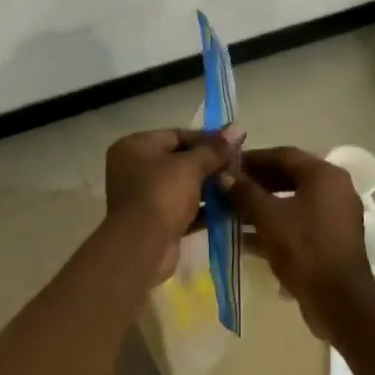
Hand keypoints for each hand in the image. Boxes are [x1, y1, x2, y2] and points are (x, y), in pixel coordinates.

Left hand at [104, 127, 242, 282]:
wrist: (142, 245)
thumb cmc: (162, 194)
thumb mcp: (190, 166)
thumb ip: (215, 149)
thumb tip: (238, 128)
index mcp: (134, 147)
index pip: (176, 135)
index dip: (208, 138)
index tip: (235, 143)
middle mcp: (135, 169)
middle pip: (180, 160)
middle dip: (210, 164)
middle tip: (239, 166)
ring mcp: (144, 197)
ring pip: (183, 186)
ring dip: (210, 187)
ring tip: (239, 185)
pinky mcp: (156, 221)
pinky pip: (184, 209)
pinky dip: (204, 209)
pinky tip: (231, 208)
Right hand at [218, 146, 374, 336]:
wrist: (338, 299)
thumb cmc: (303, 249)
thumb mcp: (268, 217)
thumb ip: (244, 192)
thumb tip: (223, 176)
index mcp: (325, 175)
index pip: (283, 155)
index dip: (252, 159)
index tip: (226, 165)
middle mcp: (335, 189)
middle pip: (289, 177)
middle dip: (256, 183)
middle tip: (226, 189)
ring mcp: (335, 215)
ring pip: (292, 201)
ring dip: (262, 205)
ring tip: (231, 212)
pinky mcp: (331, 239)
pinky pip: (298, 222)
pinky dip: (275, 225)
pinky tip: (246, 237)